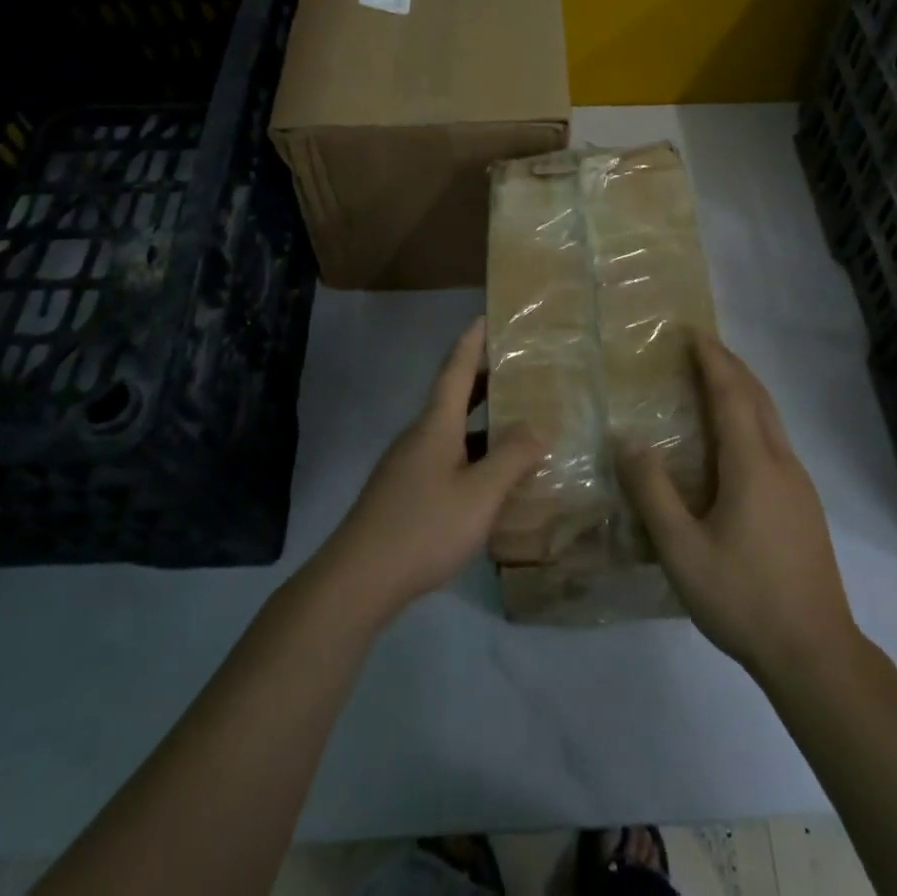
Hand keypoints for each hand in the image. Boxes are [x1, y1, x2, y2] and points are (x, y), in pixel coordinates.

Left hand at [315, 318, 543, 624]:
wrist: (357, 579)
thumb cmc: (423, 526)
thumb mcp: (480, 495)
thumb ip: (512, 458)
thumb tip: (538, 427)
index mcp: (436, 424)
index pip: (456, 369)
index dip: (472, 341)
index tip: (486, 317)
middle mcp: (419, 435)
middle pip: (453, 396)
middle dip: (483, 379)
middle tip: (518, 370)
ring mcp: (408, 464)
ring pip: (450, 430)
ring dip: (480, 420)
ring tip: (515, 422)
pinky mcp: (403, 491)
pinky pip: (444, 456)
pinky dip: (470, 451)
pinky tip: (489, 476)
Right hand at [620, 335, 856, 677]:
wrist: (816, 653)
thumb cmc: (744, 597)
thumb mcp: (682, 550)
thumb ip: (653, 493)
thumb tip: (628, 441)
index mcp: (752, 465)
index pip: (731, 394)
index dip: (712, 360)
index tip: (693, 332)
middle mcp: (781, 463)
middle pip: (757, 397)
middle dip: (730, 366)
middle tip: (701, 346)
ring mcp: (799, 484)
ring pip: (771, 419)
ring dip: (744, 390)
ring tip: (715, 381)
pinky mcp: (804, 505)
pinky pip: (775, 440)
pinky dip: (752, 417)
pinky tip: (735, 440)